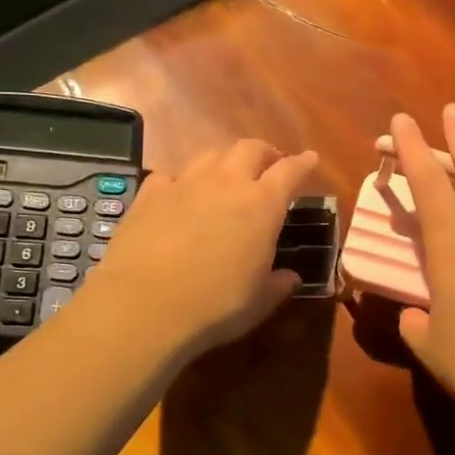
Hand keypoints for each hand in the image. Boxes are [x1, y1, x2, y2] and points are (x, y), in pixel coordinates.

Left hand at [85, 139, 318, 364]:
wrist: (144, 306)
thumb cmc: (215, 306)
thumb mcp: (259, 302)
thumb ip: (278, 285)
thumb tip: (291, 278)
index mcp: (262, 205)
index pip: (290, 171)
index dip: (303, 163)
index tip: (311, 159)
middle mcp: (226, 183)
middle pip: (250, 149)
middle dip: (264, 153)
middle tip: (269, 165)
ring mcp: (185, 184)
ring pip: (210, 155)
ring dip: (224, 161)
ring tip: (226, 176)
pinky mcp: (149, 194)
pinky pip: (171, 174)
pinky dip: (181, 180)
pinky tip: (179, 194)